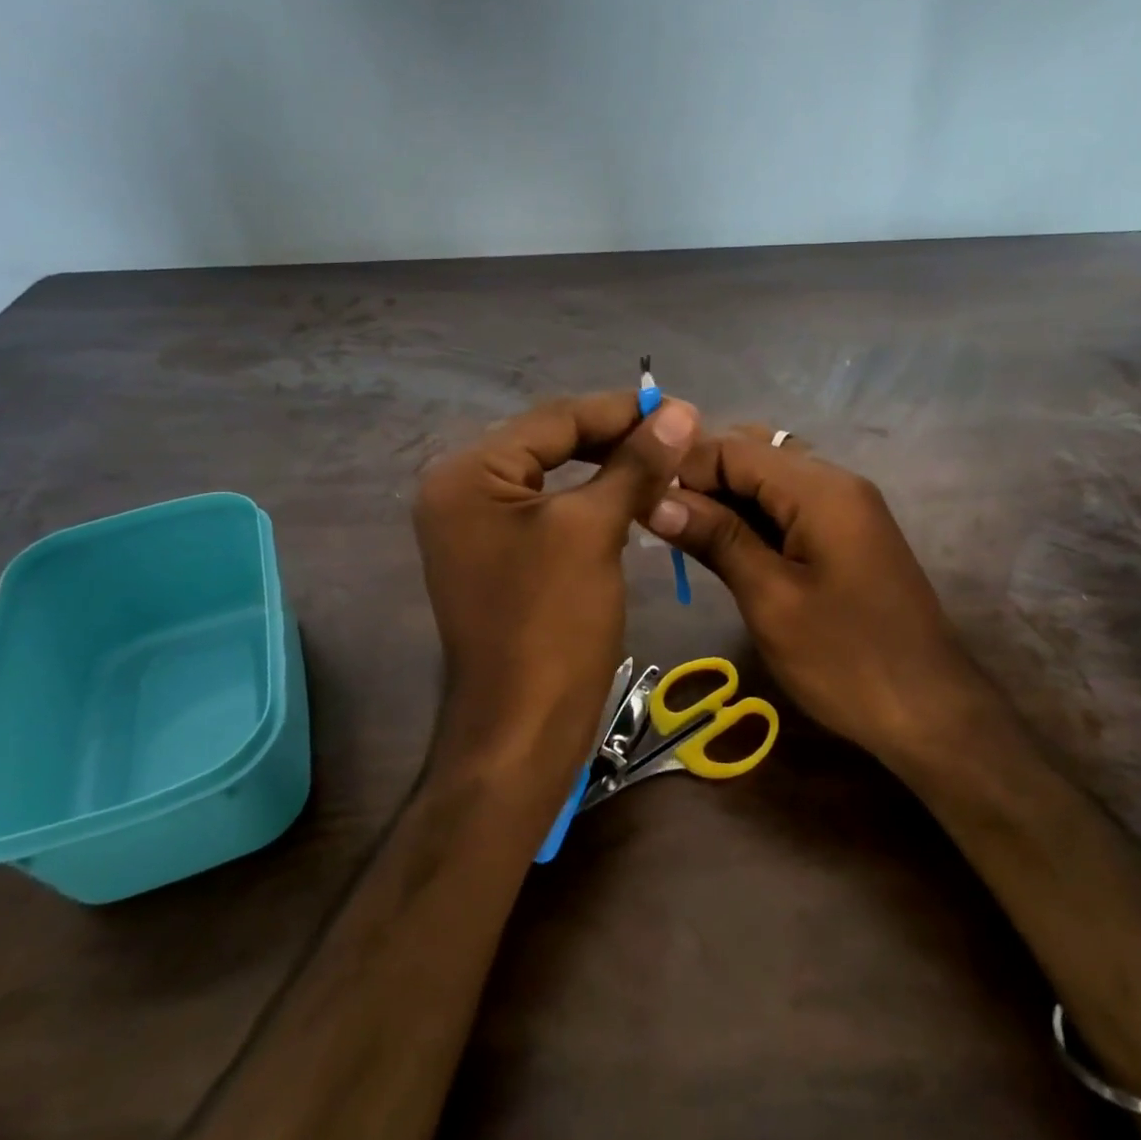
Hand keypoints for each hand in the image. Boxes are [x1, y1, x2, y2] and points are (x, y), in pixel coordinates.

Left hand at [414, 391, 698, 801]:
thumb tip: (679, 410)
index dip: (621, 411)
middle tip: (678, 434)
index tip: (681, 408)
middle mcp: (459, 490)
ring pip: (552, 476)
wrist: (522, 732)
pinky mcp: (496, 556)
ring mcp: (475, 527)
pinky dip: (591, 500)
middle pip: (549, 443)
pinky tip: (630, 496)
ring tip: (663, 460)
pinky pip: (548, 510)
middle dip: (615, 437)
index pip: (554, 419)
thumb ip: (635, 463)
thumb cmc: (553, 624)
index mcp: (468, 473)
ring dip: (608, 467)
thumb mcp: (595, 530)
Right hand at [645, 430, 985, 760]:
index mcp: (820, 489)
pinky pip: (789, 506)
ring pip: (770, 479)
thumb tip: (655, 499)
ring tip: (680, 533)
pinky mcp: (847, 535)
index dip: (683, 466)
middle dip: (702, 477)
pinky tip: (722, 545)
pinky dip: (751, 517)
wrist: (930, 712)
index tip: (640, 500)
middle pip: (754, 453)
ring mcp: (846, 508)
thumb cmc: (846, 659)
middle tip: (658, 518)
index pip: (734, 446)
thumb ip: (716, 538)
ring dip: (724, 497)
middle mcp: (836, 482)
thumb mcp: (770, 599)